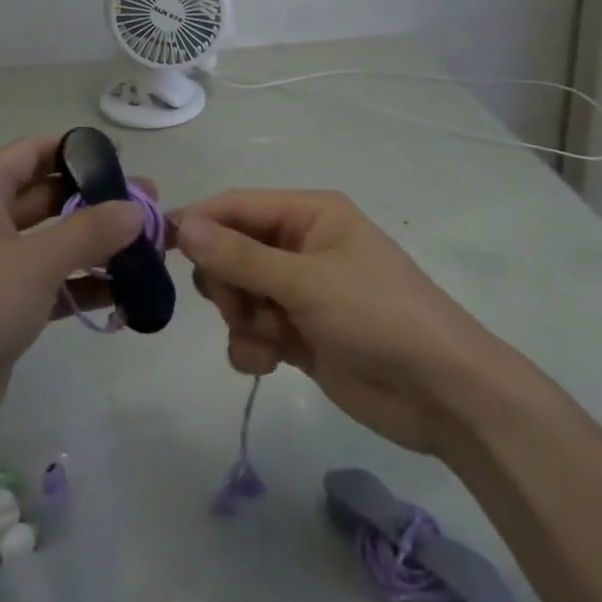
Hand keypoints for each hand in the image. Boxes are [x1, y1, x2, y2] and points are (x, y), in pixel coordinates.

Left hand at [0, 137, 149, 472]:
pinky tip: (126, 296)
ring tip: (151, 251)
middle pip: (48, 197)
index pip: (34, 152)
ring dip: (97, 247)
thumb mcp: (34, 262)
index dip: (79, 152)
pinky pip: (50, 285)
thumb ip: (89, 231)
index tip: (126, 161)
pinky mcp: (1, 310)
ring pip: (53, 243)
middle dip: (97, 202)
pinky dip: (83, 287)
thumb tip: (136, 209)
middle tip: (151, 209)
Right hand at [173, 190, 512, 455]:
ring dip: (241, 319)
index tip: (159, 246)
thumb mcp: (306, 281)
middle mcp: (300, 245)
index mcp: (309, 214)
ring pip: (238, 294)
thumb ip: (240, 257)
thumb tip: (181, 224)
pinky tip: (269, 364)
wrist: (443, 395)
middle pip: (230, 251)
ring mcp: (299, 291)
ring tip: (266, 338)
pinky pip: (253, 329)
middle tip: (238, 306)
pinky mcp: (299, 333)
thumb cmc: (378, 316)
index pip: (237, 206)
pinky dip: (252, 345)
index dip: (198, 222)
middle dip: (226, 282)